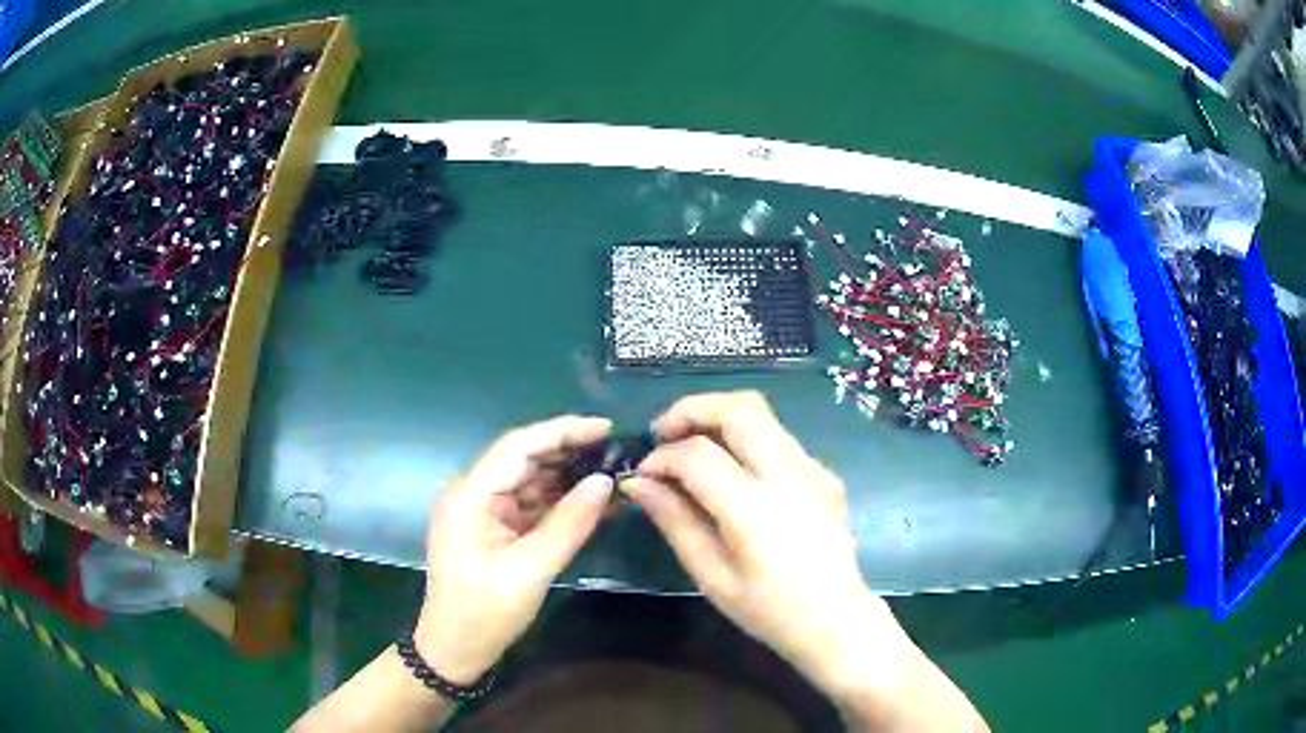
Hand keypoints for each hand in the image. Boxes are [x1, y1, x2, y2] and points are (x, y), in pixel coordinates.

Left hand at [415, 416, 614, 684]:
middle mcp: (473, 494)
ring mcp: (482, 511)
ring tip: (613, 475)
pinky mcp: (493, 528)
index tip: (606, 427)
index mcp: (470, 496)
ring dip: (568, 479)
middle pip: (524, 459)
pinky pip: (529, 506)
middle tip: (617, 452)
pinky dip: (559, 504)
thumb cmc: (485, 612)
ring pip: (529, 481)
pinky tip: (593, 504)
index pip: (518, 447)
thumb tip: (605, 482)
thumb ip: (568, 524)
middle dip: (569, 453)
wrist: (456, 648)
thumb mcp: (530, 570)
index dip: (562, 431)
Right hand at [623, 392, 896, 690]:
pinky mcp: (825, 473)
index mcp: (755, 509)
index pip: (697, 455)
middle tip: (664, 434)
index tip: (642, 474)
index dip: (661, 457)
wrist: (837, 620)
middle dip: (692, 409)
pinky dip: (746, 440)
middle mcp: (789, 475)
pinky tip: (733, 475)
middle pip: (739, 408)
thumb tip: (637, 483)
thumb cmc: (769, 610)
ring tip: (690, 446)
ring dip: (719, 418)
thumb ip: (675, 522)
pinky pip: (778, 439)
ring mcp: (813, 469)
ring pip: (762, 414)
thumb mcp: (712, 576)